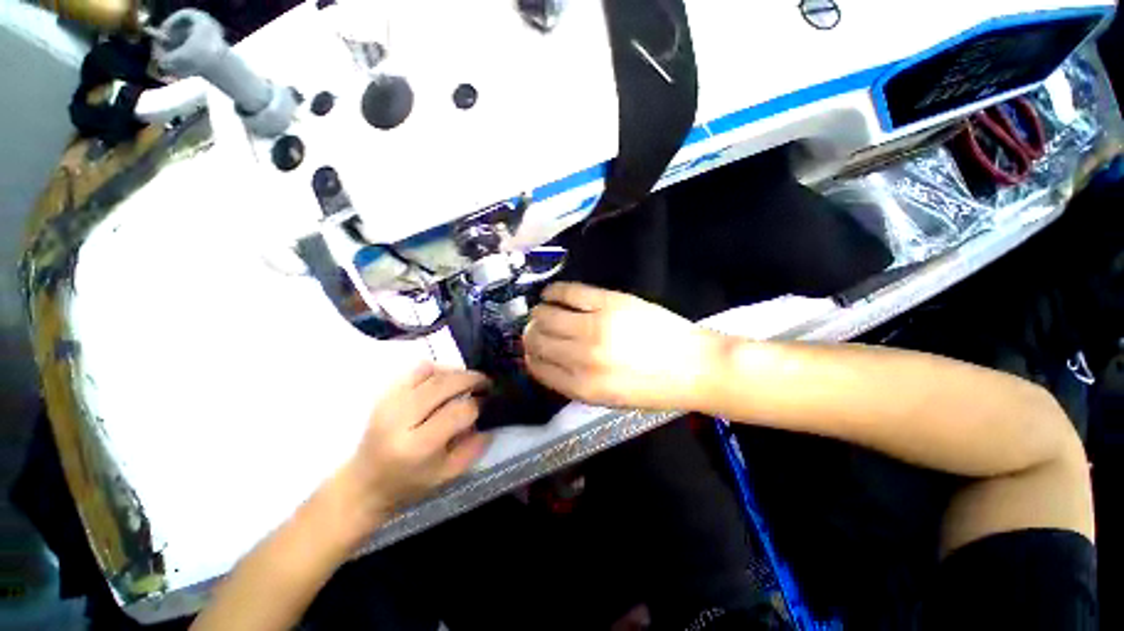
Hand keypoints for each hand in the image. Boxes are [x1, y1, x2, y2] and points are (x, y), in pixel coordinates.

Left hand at [336, 364, 490, 536]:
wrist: (364, 483)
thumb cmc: (409, 484)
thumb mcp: (448, 475)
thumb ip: (474, 448)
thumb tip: (489, 419)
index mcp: (418, 446)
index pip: (459, 412)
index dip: (478, 404)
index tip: (485, 404)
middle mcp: (401, 419)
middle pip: (445, 385)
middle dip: (472, 379)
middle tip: (485, 383)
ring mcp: (390, 403)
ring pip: (431, 372)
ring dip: (455, 372)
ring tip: (466, 381)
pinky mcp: (385, 394)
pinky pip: (416, 370)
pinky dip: (436, 370)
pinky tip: (444, 380)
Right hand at [523, 283, 718, 409]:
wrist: (694, 366)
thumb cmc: (653, 388)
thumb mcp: (609, 399)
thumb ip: (575, 383)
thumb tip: (548, 361)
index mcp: (582, 387)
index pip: (538, 368)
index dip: (531, 357)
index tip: (531, 350)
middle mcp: (582, 357)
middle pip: (537, 339)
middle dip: (530, 335)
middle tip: (534, 328)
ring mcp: (594, 326)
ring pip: (546, 315)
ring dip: (538, 313)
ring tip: (542, 311)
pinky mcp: (608, 302)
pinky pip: (568, 292)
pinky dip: (553, 292)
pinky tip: (550, 294)